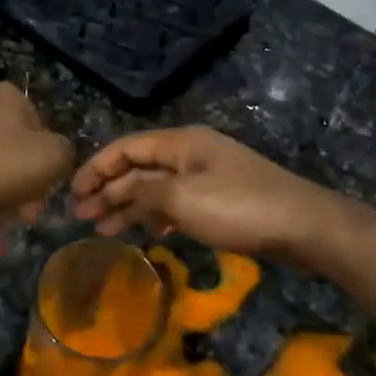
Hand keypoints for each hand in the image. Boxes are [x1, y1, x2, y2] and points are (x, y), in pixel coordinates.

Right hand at [70, 127, 345, 258]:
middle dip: (108, 190)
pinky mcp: (220, 201)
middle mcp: (191, 154)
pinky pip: (176, 204)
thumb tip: (118, 193)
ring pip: (156, 188)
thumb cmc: (238, 207)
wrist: (303, 226)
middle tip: (81, 217)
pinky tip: (144, 232)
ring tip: (102, 229)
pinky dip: (156, 216)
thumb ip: (143, 193)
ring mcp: (207, 177)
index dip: (96, 168)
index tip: (72, 193)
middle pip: (139, 168)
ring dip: (128, 206)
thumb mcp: (181, 199)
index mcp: (180, 143)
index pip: (126, 148)